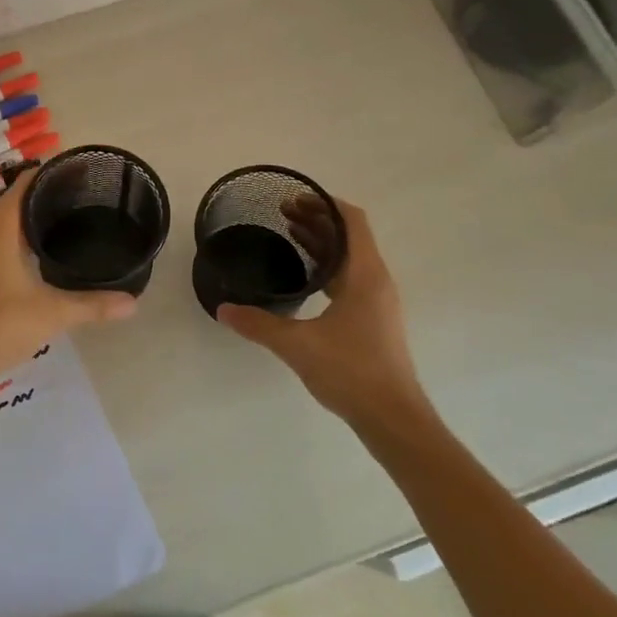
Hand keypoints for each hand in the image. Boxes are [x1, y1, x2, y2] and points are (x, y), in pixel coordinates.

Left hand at [0, 170, 136, 400]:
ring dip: (34, 216)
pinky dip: (22, 235)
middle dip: (49, 195)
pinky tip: (45, 250)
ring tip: (72, 218)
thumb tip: (134, 302)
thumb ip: (93, 304)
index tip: (83, 174)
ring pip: (8, 220)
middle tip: (87, 197)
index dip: (51, 174)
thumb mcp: (52, 313)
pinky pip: (1, 238)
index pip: (25, 183)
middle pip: (17, 199)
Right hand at [216, 196, 435, 440]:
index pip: (351, 220)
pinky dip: (327, 266)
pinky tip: (304, 277)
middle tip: (282, 214)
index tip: (293, 199)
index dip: (324, 203)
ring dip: (323, 242)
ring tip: (289, 235)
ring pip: (350, 257)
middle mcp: (376, 280)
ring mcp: (378, 301)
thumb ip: (259, 324)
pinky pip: (350, 278)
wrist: (393, 417)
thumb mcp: (297, 345)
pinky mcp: (374, 319)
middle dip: (318, 220)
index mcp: (365, 274)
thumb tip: (223, 309)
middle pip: (350, 236)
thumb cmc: (352, 371)